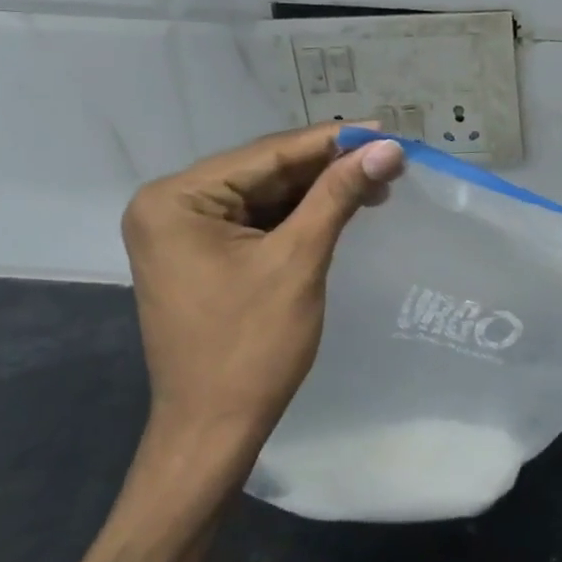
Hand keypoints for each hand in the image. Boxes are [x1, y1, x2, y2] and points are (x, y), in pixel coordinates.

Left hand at [121, 122, 404, 462]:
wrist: (213, 430)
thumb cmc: (251, 346)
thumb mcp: (299, 260)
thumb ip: (339, 194)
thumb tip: (388, 147)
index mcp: (177, 199)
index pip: (268, 153)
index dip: (333, 140)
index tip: (387, 131)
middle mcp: (171, 204)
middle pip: (266, 170)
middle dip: (329, 167)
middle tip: (390, 160)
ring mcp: (184, 230)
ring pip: (267, 193)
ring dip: (321, 190)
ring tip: (378, 184)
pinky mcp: (202, 253)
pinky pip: (259, 219)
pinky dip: (302, 215)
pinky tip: (343, 207)